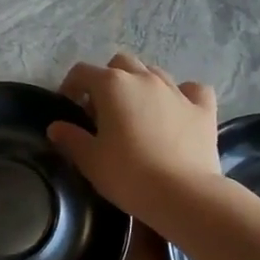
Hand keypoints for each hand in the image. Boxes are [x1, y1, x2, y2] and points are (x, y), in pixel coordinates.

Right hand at [48, 52, 221, 218]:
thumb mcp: (91, 161)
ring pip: (154, 73)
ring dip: (141, 85)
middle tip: (103, 110)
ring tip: (137, 112)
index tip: (69, 107)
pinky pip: (192, 90)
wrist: (183, 195)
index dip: (71, 86)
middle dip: (108, 80)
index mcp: (112, 85)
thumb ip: (71, 139)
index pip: (82, 72)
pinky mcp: (202, 108)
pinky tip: (178, 111)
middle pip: (120, 64)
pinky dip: (183, 95)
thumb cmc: (129, 175)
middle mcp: (144, 78)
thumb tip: (56, 127)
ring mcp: (176, 90)